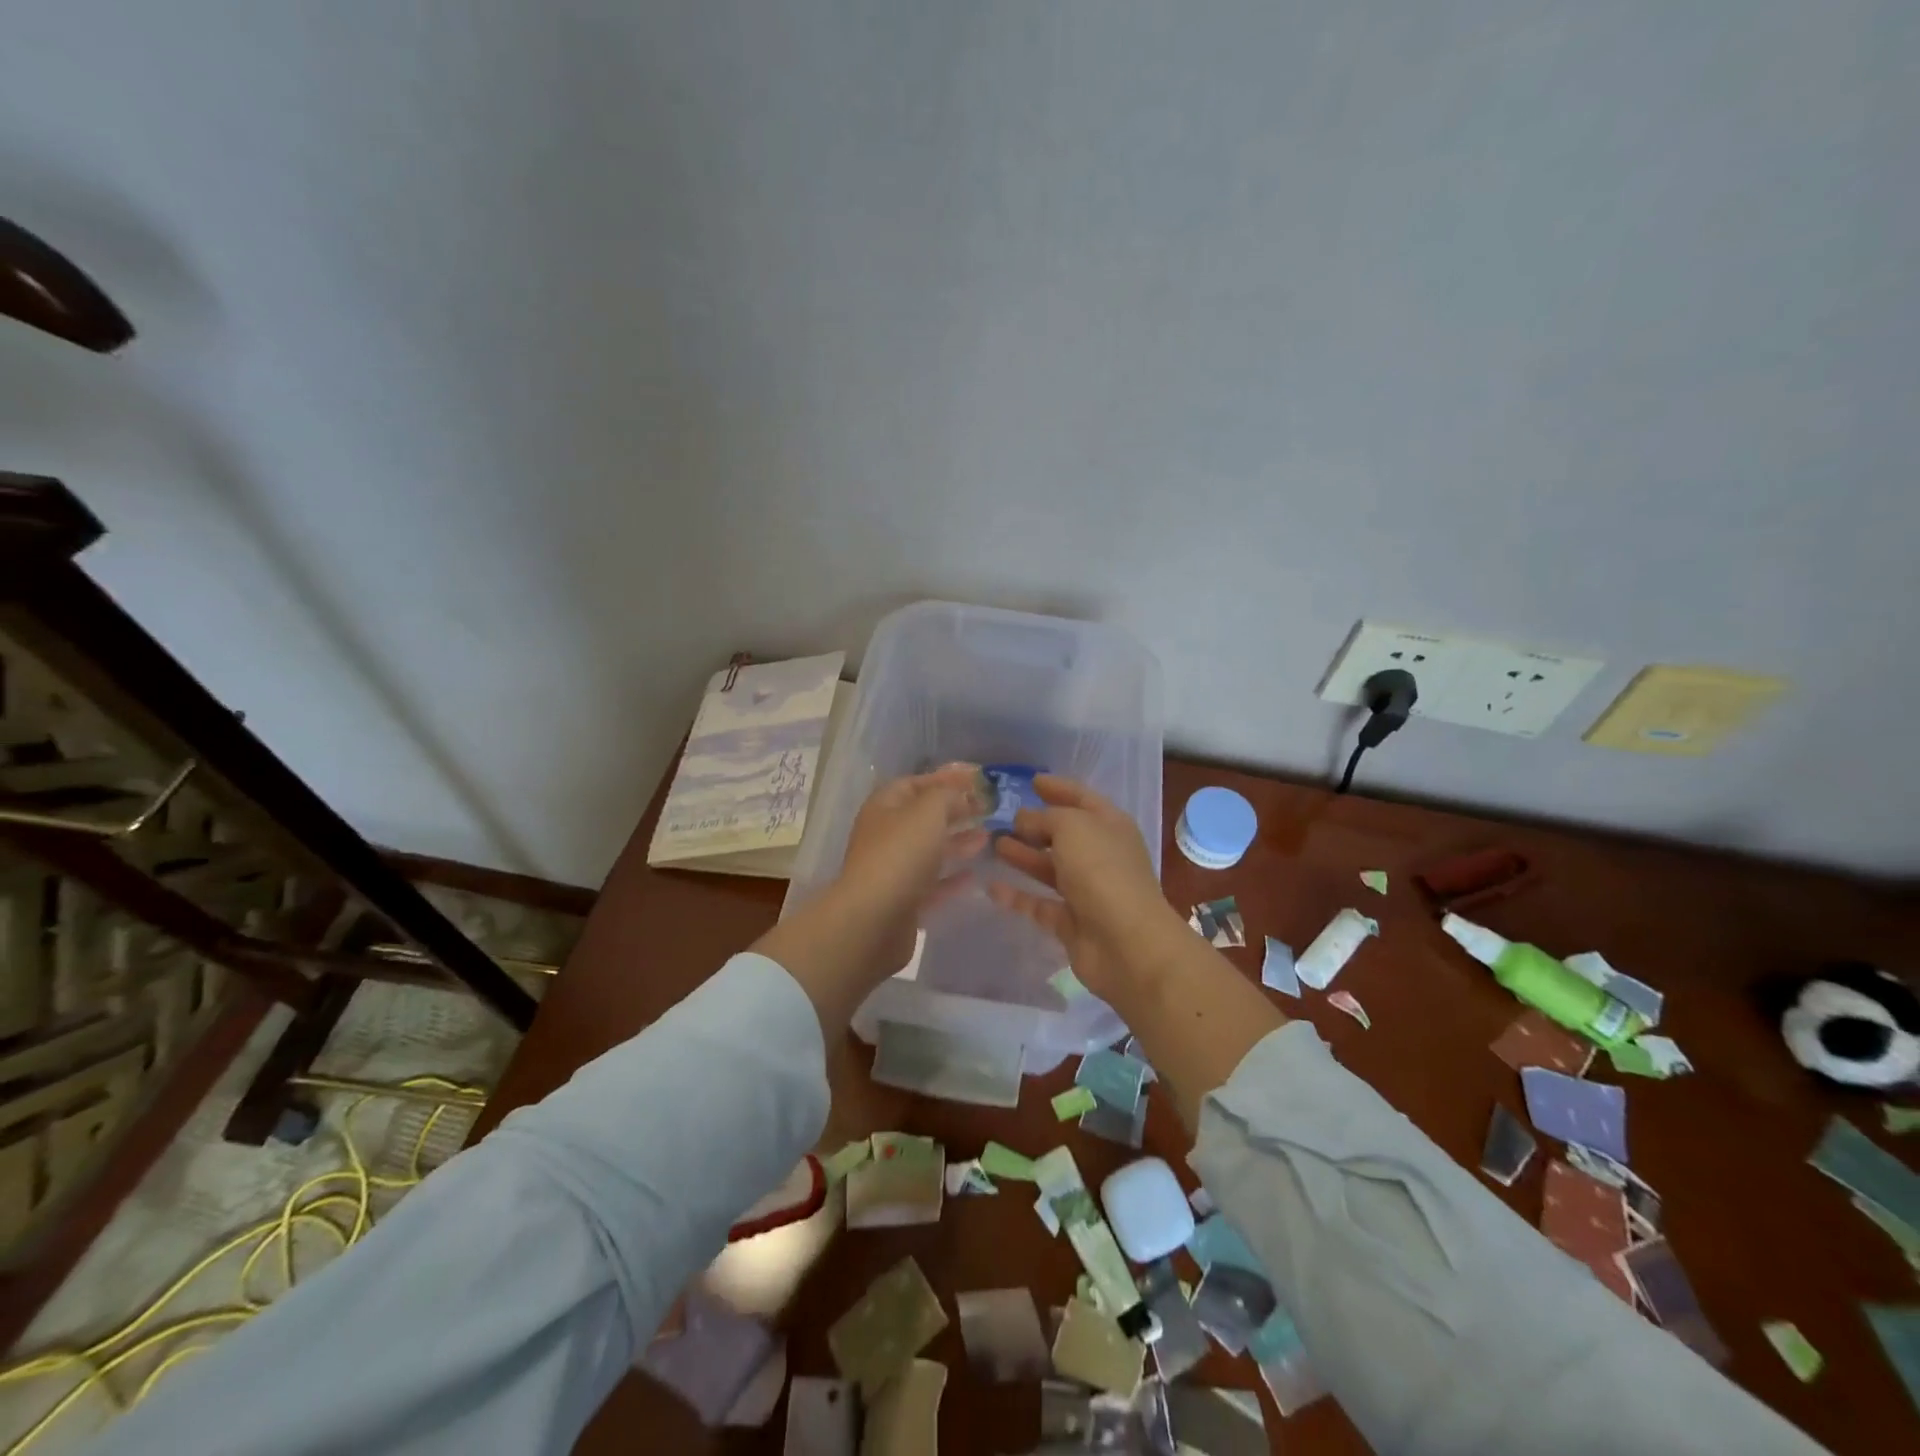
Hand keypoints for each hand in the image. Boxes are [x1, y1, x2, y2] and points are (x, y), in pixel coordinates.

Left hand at [834, 764, 988, 971]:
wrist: (874, 920)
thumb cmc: (900, 854)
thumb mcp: (927, 811)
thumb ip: (947, 795)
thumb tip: (960, 794)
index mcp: (884, 807)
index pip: (914, 784)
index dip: (943, 779)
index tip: (976, 781)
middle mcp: (885, 835)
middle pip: (922, 817)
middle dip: (954, 811)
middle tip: (987, 810)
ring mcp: (892, 870)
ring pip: (928, 850)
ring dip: (956, 842)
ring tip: (986, 838)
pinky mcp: (903, 901)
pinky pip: (931, 883)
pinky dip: (951, 877)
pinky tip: (973, 875)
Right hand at [987, 775, 1181, 999]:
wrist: (1126, 943)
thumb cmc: (1101, 871)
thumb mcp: (1072, 827)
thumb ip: (1044, 818)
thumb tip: (1024, 820)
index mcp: (1110, 826)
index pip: (1082, 798)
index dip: (1058, 788)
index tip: (1031, 781)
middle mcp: (1100, 855)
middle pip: (1064, 835)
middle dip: (1034, 825)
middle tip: (999, 817)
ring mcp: (1087, 891)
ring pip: (1049, 868)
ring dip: (1023, 856)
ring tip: (992, 844)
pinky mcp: (1071, 923)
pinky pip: (1039, 904)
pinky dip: (1017, 896)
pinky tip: (990, 887)